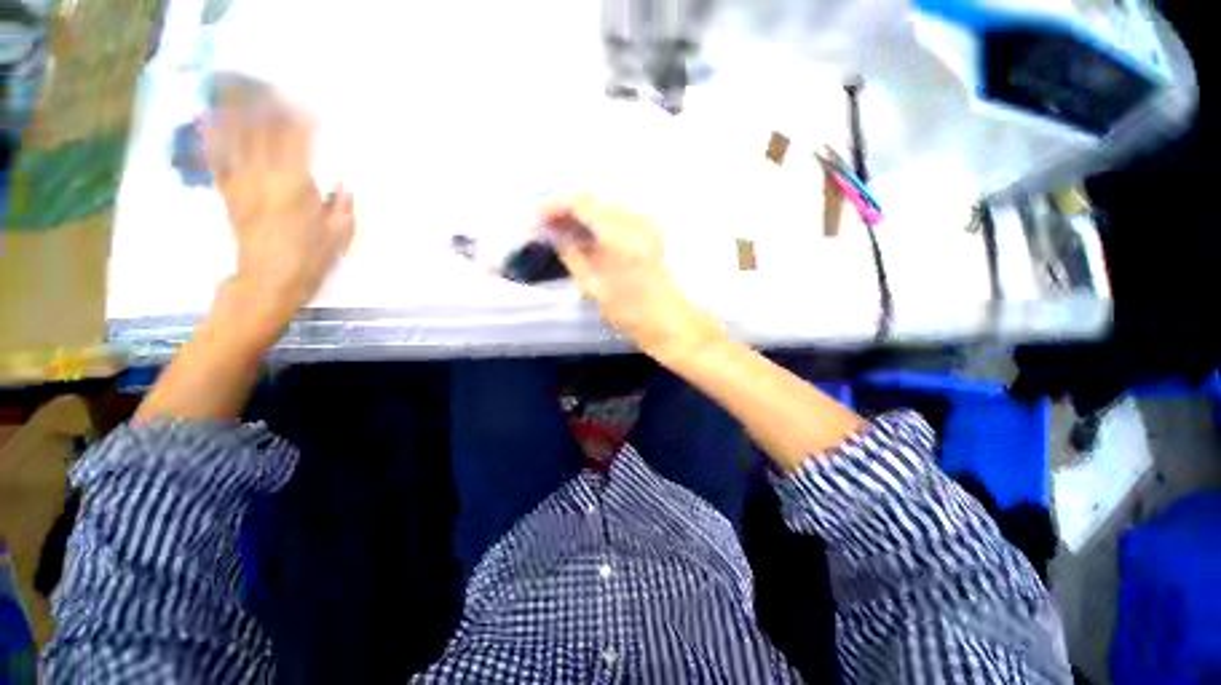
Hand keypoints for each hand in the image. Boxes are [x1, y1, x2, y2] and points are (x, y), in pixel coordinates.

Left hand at [204, 90, 354, 337]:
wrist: (267, 282)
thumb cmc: (309, 261)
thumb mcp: (338, 236)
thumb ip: (342, 207)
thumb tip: (342, 187)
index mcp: (295, 185)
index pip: (298, 140)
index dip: (303, 120)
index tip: (311, 107)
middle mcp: (264, 175)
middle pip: (264, 131)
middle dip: (270, 107)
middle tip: (276, 91)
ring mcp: (241, 182)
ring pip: (237, 138)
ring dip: (239, 113)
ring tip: (242, 91)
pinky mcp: (228, 194)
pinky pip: (218, 160)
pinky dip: (214, 138)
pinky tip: (211, 121)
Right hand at [546, 196, 722, 362]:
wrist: (668, 322)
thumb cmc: (630, 313)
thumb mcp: (594, 287)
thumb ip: (572, 254)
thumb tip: (554, 233)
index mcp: (621, 236)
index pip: (582, 204)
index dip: (556, 205)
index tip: (536, 216)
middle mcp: (636, 222)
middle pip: (595, 202)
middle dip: (567, 210)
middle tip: (546, 225)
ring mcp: (647, 225)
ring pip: (606, 208)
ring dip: (582, 216)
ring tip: (561, 231)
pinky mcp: (650, 233)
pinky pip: (617, 218)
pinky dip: (598, 223)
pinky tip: (585, 236)